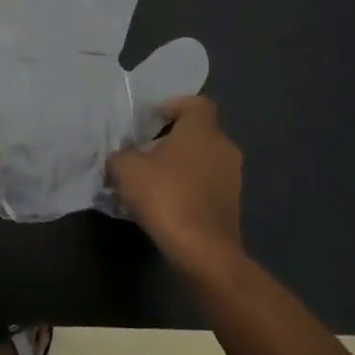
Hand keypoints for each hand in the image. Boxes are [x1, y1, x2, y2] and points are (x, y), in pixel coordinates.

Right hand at [107, 95, 242, 269]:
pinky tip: (168, 202)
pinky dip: (190, 186)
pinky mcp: (233, 203)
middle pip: (199, 132)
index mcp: (202, 130)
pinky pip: (208, 183)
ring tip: (153, 179)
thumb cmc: (166, 197)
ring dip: (182, 164)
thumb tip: (122, 157)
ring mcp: (233, 176)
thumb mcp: (127, 170)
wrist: (203, 250)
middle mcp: (224, 147)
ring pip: (204, 158)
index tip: (153, 119)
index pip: (196, 103)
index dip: (175, 106)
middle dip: (173, 138)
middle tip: (146, 151)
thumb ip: (121, 156)